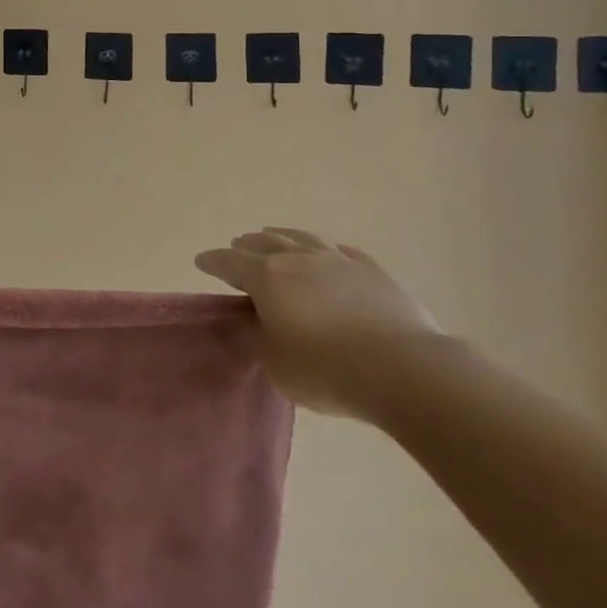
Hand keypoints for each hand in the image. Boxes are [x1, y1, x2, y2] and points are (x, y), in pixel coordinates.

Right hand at [196, 228, 441, 418]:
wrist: (405, 370)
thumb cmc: (328, 370)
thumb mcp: (277, 364)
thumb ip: (257, 339)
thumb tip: (248, 324)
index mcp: (267, 277)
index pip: (230, 262)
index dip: (213, 262)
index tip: (201, 261)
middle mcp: (298, 258)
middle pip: (264, 242)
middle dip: (246, 245)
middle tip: (237, 248)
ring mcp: (338, 260)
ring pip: (302, 238)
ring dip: (282, 236)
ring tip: (273, 236)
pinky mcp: (373, 271)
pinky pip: (341, 251)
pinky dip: (325, 249)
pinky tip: (327, 252)